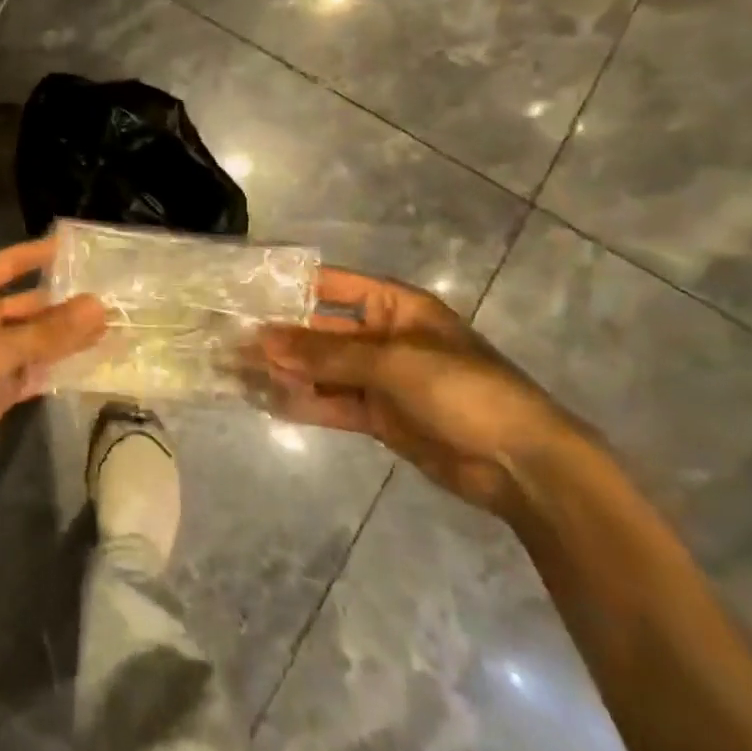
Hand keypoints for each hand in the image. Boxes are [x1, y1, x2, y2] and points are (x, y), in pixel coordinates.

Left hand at [0, 239, 105, 497]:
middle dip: (64, 303)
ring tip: (114, 329)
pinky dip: (56, 370)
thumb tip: (100, 305)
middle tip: (113, 297)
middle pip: (27, 305)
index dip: (39, 254)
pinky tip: (91, 366)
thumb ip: (49, 331)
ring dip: (66, 339)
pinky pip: (32, 374)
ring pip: (34, 342)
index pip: (8, 265)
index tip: (78, 247)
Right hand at [259, 268, 582, 520]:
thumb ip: (325, 354)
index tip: (244, 291)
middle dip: (280, 336)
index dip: (290, 287)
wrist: (521, 464)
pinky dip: (304, 403)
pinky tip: (267, 401)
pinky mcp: (378, 416)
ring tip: (237, 370)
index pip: (331, 286)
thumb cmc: (462, 390)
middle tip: (229, 337)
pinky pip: (332, 403)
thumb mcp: (391, 362)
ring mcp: (380, 378)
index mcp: (394, 306)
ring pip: (322, 370)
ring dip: (286, 371)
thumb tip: (262, 340)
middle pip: (321, 330)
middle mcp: (382, 335)